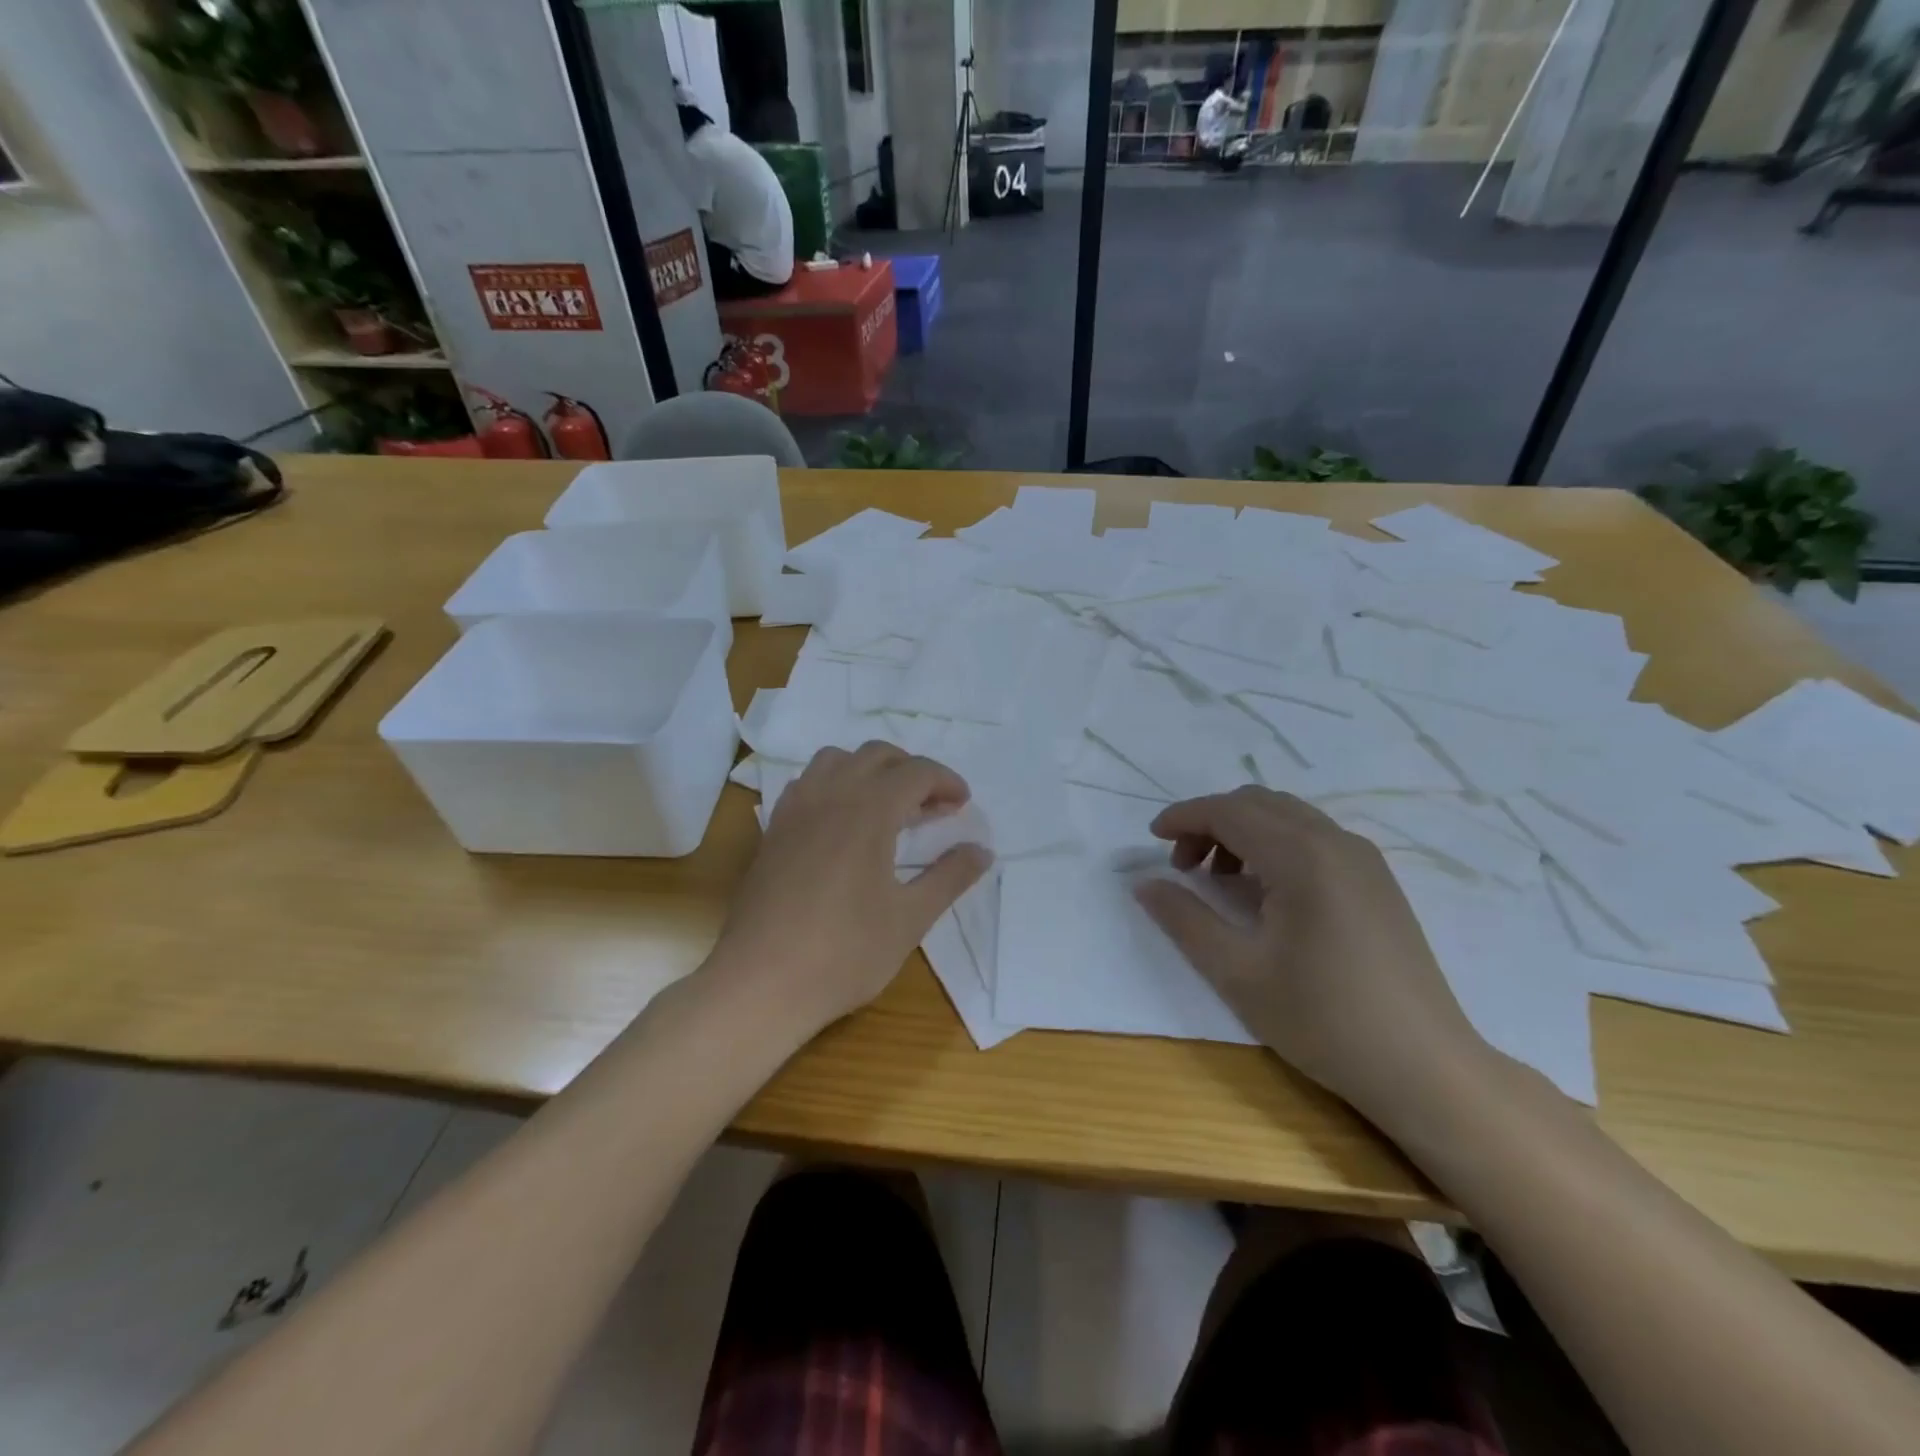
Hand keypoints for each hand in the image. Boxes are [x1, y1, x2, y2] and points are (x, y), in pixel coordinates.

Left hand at [711, 742, 992, 1040]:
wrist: (760, 983)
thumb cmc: (844, 952)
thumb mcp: (910, 918)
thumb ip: (950, 877)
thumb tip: (982, 850)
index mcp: (868, 810)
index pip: (915, 772)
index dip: (945, 781)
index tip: (963, 804)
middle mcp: (829, 795)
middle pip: (876, 755)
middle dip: (911, 770)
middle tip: (933, 806)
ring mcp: (794, 810)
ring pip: (835, 760)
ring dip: (869, 770)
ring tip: (888, 806)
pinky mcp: (773, 831)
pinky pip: (806, 784)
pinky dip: (833, 785)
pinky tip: (842, 823)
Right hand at [1133, 786, 1486, 1126]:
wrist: (1424, 1067)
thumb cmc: (1323, 1020)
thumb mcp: (1237, 972)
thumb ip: (1184, 919)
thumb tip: (1144, 884)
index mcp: (1301, 856)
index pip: (1229, 811)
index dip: (1184, 817)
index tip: (1151, 840)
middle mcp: (1335, 841)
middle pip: (1257, 803)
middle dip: (1210, 822)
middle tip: (1183, 868)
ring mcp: (1363, 858)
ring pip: (1286, 816)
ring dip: (1242, 831)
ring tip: (1219, 880)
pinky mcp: (1376, 880)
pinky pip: (1312, 837)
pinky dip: (1274, 844)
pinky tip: (1264, 891)